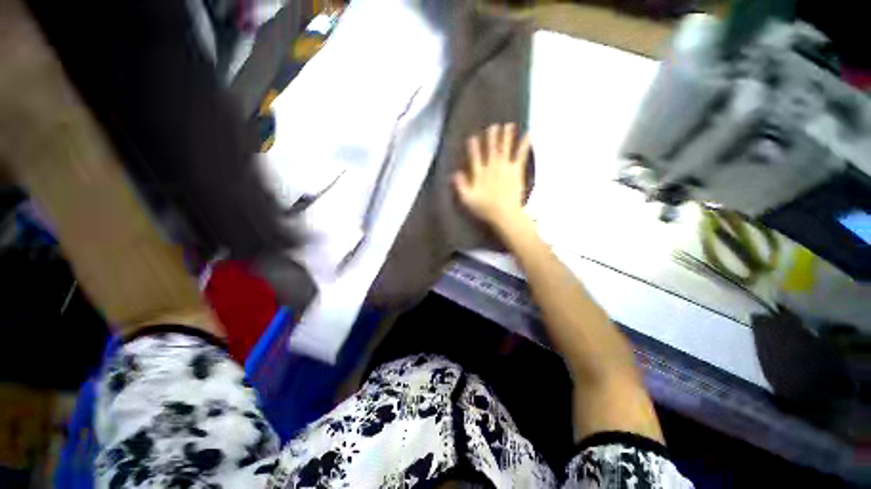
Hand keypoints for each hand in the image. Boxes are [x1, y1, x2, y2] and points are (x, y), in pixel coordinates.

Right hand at [453, 123, 531, 232]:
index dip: (473, 148)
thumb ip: (460, 186)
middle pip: (491, 149)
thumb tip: (454, 173)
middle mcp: (491, 167)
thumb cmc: (484, 209)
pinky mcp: (516, 171)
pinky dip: (524, 144)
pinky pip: (520, 155)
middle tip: (494, 126)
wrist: (504, 214)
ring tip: (509, 125)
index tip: (472, 137)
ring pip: (504, 148)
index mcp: (479, 174)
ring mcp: (505, 167)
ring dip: (506, 136)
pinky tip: (528, 134)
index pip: (475, 157)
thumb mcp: (467, 200)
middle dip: (492, 137)